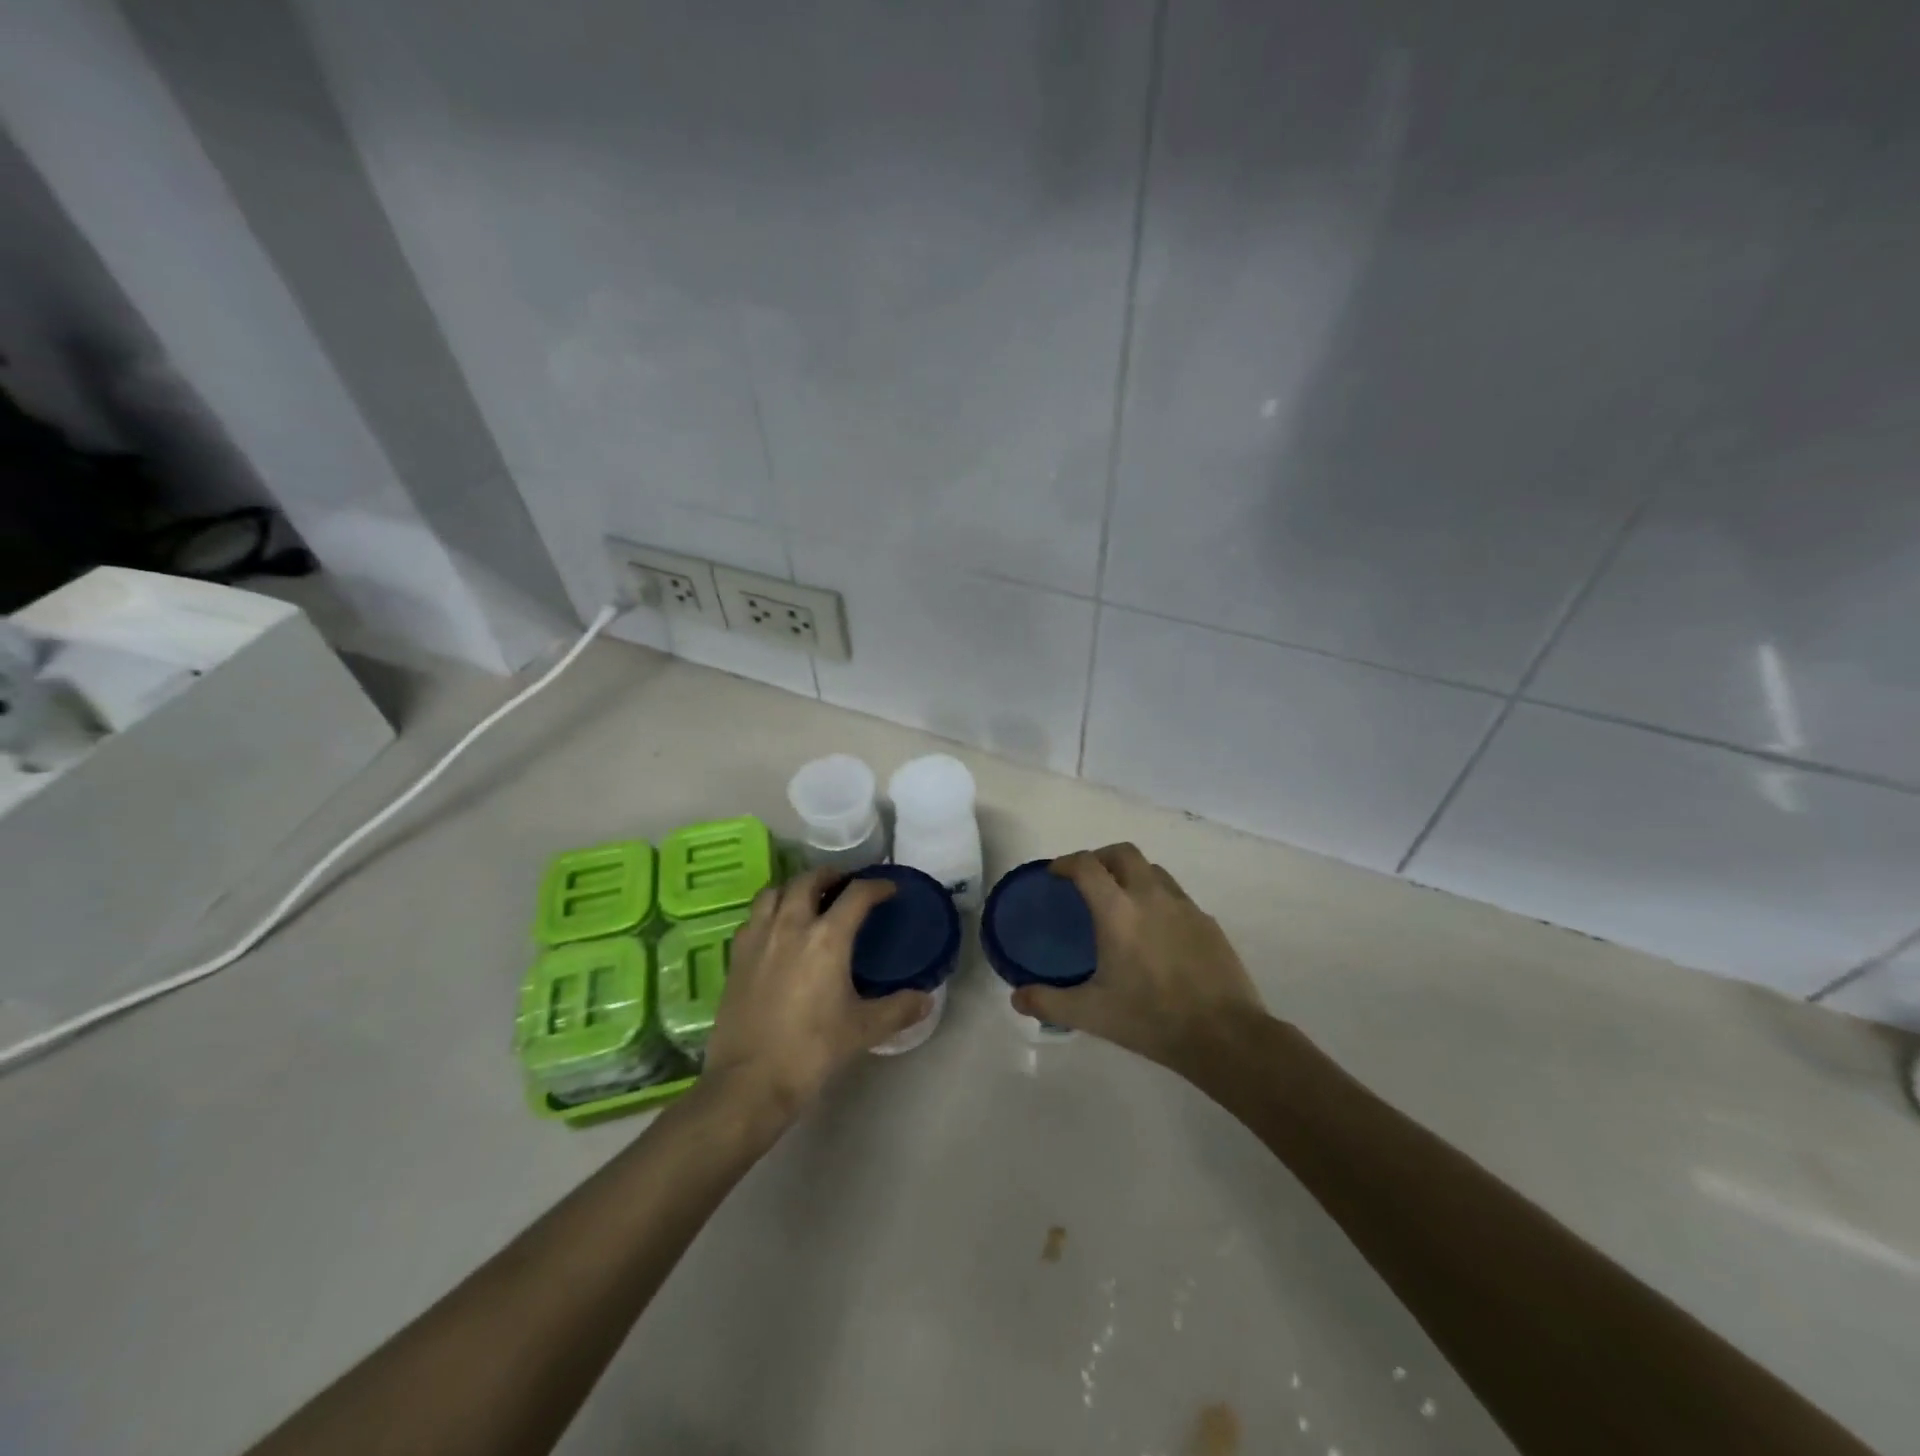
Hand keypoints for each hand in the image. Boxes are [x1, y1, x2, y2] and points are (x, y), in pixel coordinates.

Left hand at [701, 867, 931, 1114]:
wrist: (750, 1082)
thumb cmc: (812, 1051)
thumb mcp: (863, 1030)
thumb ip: (898, 1009)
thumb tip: (926, 999)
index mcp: (827, 938)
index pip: (856, 895)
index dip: (876, 886)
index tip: (888, 889)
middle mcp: (790, 926)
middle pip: (809, 880)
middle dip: (830, 875)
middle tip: (845, 884)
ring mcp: (758, 939)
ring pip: (774, 892)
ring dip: (795, 887)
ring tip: (808, 899)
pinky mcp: (736, 957)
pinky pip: (753, 917)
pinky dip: (770, 911)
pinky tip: (777, 930)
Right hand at [1012, 843, 1264, 1072]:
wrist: (1225, 1035)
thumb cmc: (1151, 1020)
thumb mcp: (1092, 1014)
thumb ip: (1049, 1002)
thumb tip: (1017, 998)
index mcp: (1118, 911)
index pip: (1086, 865)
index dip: (1066, 862)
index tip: (1054, 874)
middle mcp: (1151, 896)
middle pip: (1123, 852)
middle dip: (1100, 857)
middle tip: (1087, 880)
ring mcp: (1184, 906)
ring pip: (1153, 869)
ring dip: (1131, 874)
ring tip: (1121, 901)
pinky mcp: (1207, 922)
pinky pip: (1175, 895)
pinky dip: (1157, 897)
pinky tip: (1155, 931)